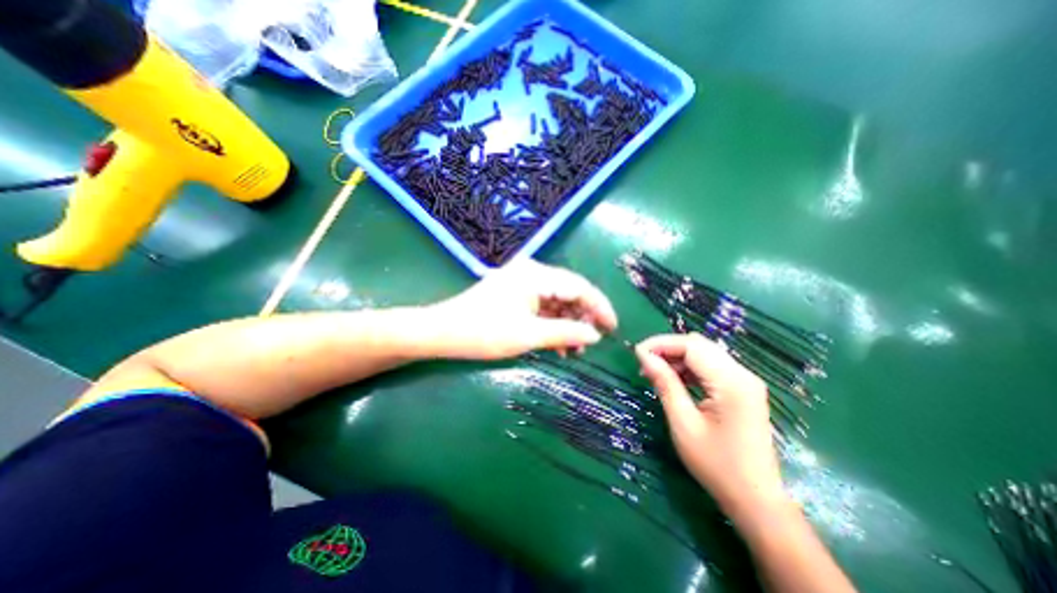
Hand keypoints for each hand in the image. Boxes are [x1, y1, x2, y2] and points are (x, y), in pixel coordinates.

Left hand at [424, 261, 616, 361]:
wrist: (441, 332)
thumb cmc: (483, 333)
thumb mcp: (528, 335)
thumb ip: (566, 333)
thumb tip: (595, 335)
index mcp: (536, 275)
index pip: (579, 286)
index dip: (599, 307)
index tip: (613, 328)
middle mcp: (532, 272)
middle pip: (569, 292)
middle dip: (583, 318)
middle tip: (592, 342)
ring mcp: (522, 282)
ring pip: (556, 301)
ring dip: (567, 324)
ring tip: (574, 349)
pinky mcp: (515, 293)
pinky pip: (542, 306)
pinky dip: (551, 323)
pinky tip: (557, 343)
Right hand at [636, 332, 783, 517]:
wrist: (756, 500)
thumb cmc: (716, 465)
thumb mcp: (683, 423)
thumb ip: (664, 384)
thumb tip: (644, 356)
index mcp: (731, 382)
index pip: (691, 346)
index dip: (661, 344)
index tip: (637, 353)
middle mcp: (742, 375)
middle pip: (699, 345)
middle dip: (668, 348)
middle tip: (644, 362)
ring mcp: (745, 382)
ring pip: (705, 354)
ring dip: (677, 357)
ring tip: (655, 372)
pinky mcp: (743, 390)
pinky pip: (712, 367)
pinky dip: (690, 368)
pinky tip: (674, 379)